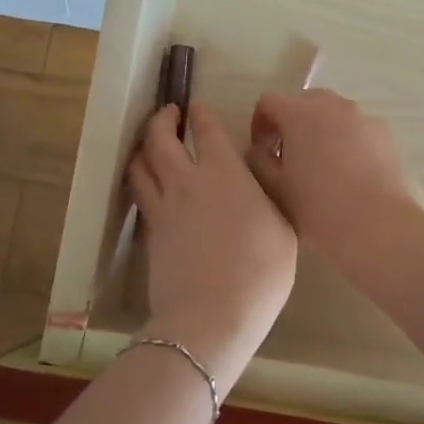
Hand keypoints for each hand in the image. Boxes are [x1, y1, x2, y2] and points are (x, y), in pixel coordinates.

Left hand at [126, 103, 295, 383]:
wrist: (212, 316)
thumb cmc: (260, 272)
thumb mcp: (283, 231)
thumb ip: (267, 200)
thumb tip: (255, 187)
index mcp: (226, 173)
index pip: (207, 130)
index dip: (201, 114)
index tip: (196, 107)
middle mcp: (188, 181)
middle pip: (161, 139)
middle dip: (162, 120)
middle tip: (168, 114)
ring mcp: (164, 208)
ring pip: (140, 166)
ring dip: (143, 148)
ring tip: (149, 145)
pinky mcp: (150, 234)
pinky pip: (140, 197)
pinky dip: (141, 182)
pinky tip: (148, 187)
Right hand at [246, 89, 423, 255]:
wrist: (381, 227)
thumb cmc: (319, 209)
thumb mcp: (275, 189)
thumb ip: (259, 161)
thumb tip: (260, 150)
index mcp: (300, 114)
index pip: (268, 102)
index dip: (259, 125)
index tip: (263, 153)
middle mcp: (333, 105)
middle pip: (303, 102)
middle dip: (292, 124)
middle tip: (290, 158)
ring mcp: (364, 117)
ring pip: (334, 115)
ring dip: (322, 132)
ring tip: (323, 169)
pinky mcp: (388, 135)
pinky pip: (358, 130)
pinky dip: (348, 142)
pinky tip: (351, 175)